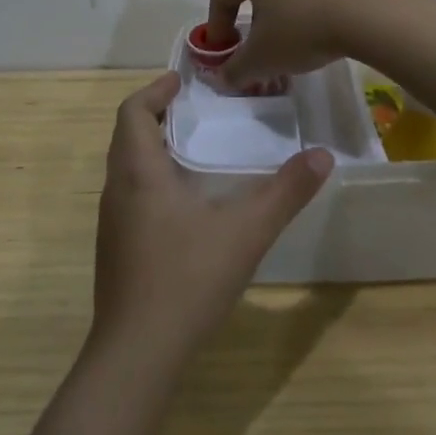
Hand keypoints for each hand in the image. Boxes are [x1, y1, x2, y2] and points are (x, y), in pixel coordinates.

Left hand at [92, 72, 333, 366]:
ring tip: (194, 149)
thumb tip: (323, 157)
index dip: (154, 91)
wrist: (137, 354)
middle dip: (156, 115)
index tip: (180, 81)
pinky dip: (152, 180)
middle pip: (127, 136)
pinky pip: (130, 196)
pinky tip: (185, 204)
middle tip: (195, 109)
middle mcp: (117, 191)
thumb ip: (286, 193)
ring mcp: (112, 224)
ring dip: (153, 149)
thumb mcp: (246, 232)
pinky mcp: (116, 251)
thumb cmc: (187, 279)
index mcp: (138, 173)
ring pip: (126, 169)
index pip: (132, 112)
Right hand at [207, 0, 388, 86]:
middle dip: (250, 21)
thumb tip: (224, 78)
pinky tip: (317, 32)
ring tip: (288, 44)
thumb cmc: (302, 28)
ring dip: (280, 14)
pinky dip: (306, 8)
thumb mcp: (261, 58)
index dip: (217, 28)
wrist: (371, 13)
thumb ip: (235, 69)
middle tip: (253, 49)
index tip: (222, 54)